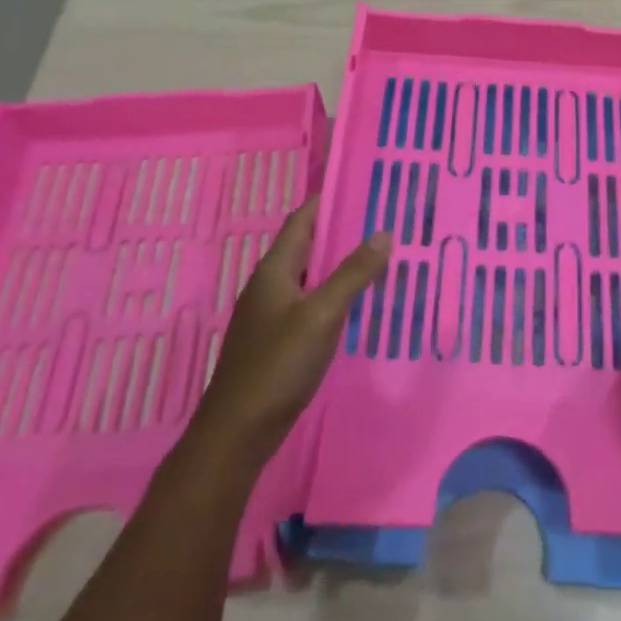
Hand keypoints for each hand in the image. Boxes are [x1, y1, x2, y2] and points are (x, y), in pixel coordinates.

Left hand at [179, 198, 389, 473]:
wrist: (237, 433)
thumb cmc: (277, 365)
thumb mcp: (322, 314)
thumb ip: (352, 273)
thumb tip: (383, 233)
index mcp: (274, 270)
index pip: (302, 219)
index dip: (329, 201)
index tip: (363, 187)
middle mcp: (269, 285)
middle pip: (306, 246)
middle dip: (340, 232)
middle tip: (382, 222)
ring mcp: (270, 314)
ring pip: (309, 276)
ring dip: (338, 265)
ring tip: (377, 258)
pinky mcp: (276, 341)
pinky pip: (309, 303)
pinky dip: (332, 294)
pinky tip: (356, 304)